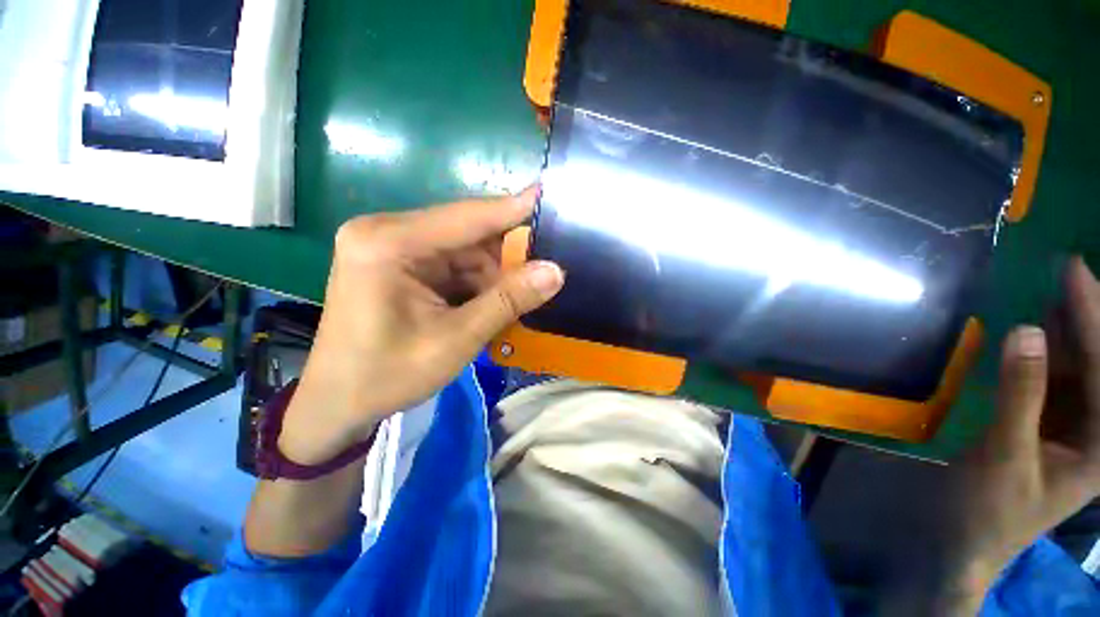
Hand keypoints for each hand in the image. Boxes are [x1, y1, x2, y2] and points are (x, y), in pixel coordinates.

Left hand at [279, 188, 563, 463]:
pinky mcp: (402, 264)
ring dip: (495, 274)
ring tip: (522, 297)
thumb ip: (507, 301)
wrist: (338, 403)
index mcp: (389, 243)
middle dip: (508, 255)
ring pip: (466, 251)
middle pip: (468, 233)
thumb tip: (556, 272)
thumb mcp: (456, 340)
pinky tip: (495, 302)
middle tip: (548, 268)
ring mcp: (394, 246)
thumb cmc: (388, 375)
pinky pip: (454, 264)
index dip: (514, 208)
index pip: (467, 216)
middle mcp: (388, 232)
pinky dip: (479, 283)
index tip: (550, 195)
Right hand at [915, 257, 1099, 611]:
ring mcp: (1069, 428)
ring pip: (1077, 368)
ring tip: (1053, 290)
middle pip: (1098, 364)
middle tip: (1067, 271)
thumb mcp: (1006, 454)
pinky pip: (1052, 379)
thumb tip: (1026, 330)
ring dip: (1067, 330)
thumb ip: (1021, 393)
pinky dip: (1043, 352)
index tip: (1073, 271)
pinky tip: (1035, 331)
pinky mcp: (1043, 424)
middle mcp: (1095, 431)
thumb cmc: (989, 508)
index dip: (1092, 317)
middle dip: (1088, 318)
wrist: (963, 538)